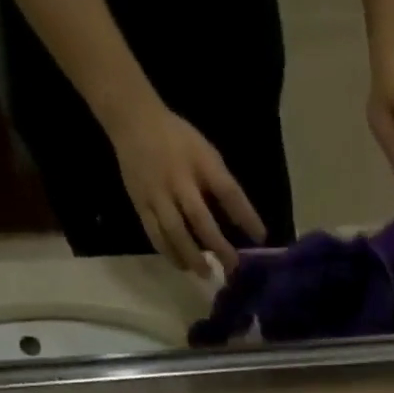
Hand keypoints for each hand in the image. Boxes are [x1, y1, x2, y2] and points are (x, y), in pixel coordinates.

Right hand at [106, 98, 268, 271]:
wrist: (132, 120)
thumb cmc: (178, 141)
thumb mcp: (205, 153)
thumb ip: (221, 185)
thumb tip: (241, 223)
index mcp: (200, 161)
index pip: (227, 190)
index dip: (246, 216)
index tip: (261, 238)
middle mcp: (178, 179)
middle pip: (199, 217)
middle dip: (217, 245)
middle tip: (232, 266)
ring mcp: (156, 193)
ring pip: (174, 231)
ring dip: (191, 256)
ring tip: (205, 273)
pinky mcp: (140, 203)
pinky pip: (155, 234)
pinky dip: (170, 252)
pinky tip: (182, 265)